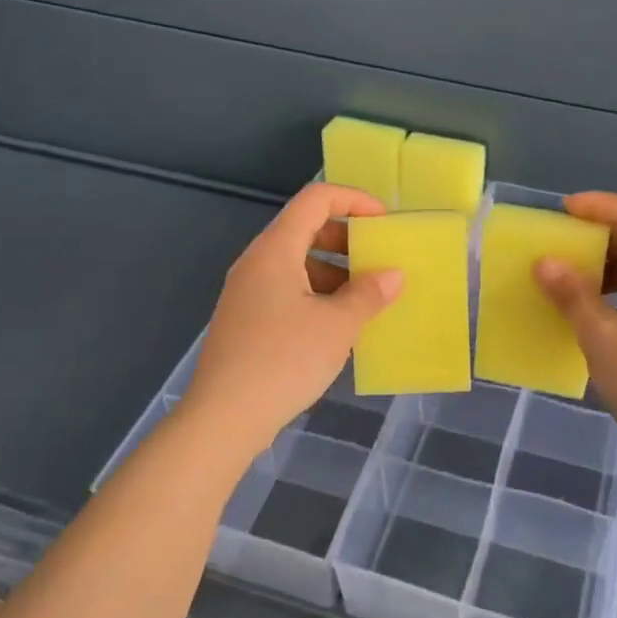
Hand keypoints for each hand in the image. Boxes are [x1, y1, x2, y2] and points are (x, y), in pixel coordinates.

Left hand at [181, 183, 402, 458]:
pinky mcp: (246, 319)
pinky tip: (339, 325)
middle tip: (379, 259)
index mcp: (275, 250)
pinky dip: (317, 294)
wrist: (223, 418)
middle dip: (347, 238)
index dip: (354, 200)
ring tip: (366, 297)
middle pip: (305, 228)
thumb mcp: (337, 326)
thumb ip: (368, 294)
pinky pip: (287, 290)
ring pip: (297, 262)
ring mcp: (247, 292)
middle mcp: (257, 262)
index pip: (316, 199)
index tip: (384, 223)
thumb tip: (393, 275)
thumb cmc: (283, 361)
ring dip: (335, 270)